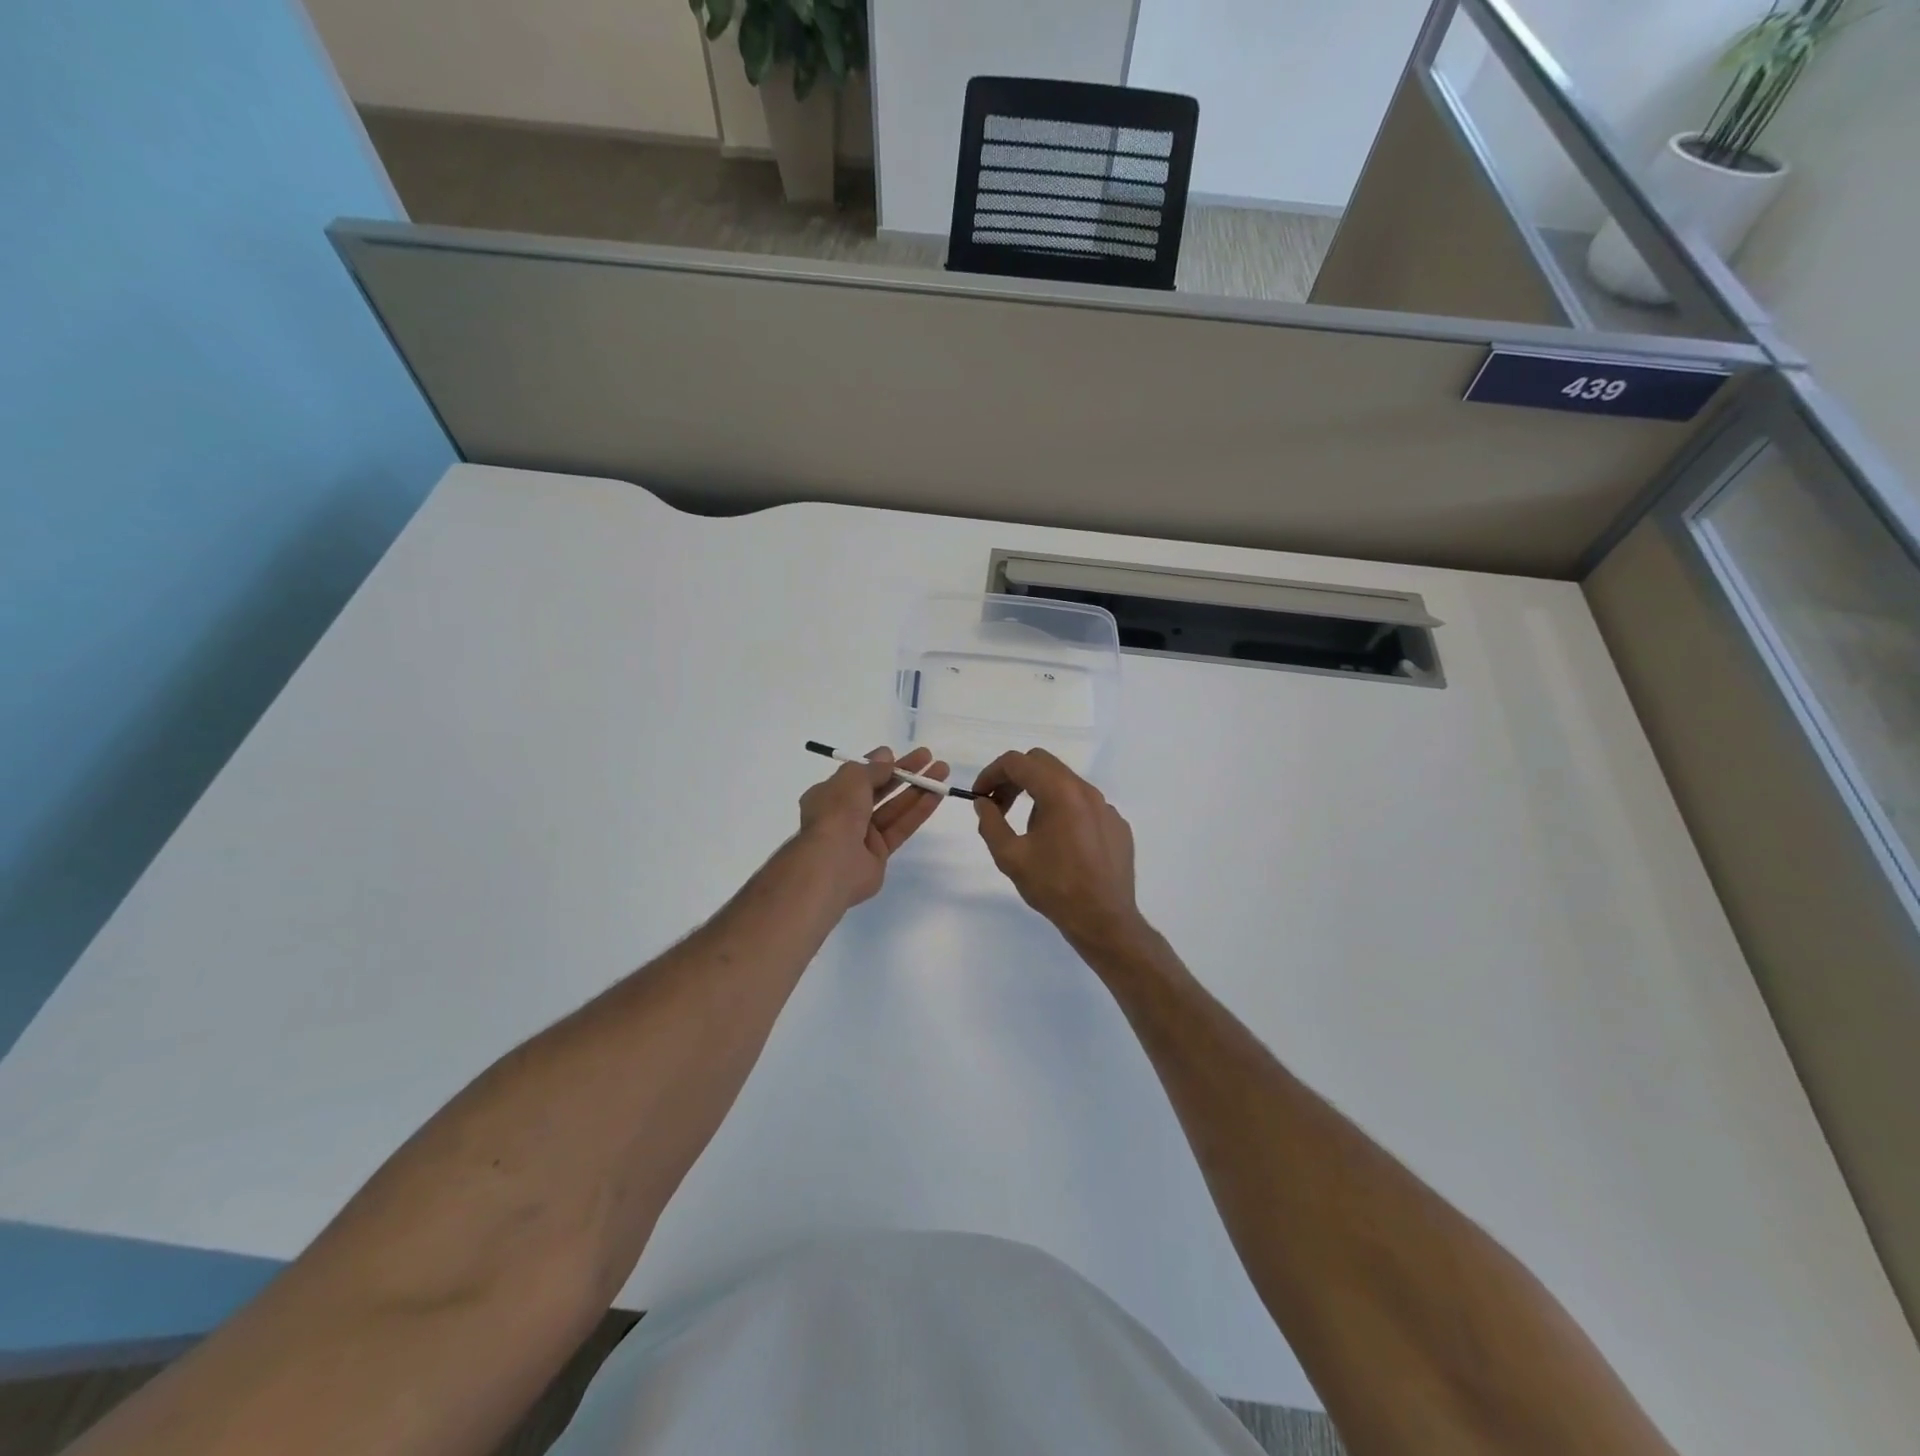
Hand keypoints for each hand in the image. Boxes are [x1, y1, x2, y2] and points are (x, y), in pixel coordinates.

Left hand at [797, 746, 949, 907]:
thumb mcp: (852, 779)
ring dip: (917, 789)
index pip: (857, 776)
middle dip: (903, 773)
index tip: (898, 754)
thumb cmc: (836, 813)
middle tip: (928, 757)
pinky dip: (918, 811)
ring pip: (893, 808)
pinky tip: (937, 795)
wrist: (833, 864)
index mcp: (829, 795)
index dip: (878, 764)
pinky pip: (901, 827)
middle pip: (879, 789)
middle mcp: (844, 814)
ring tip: (942, 771)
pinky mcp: (879, 854)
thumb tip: (886, 756)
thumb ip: (872, 768)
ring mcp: (862, 835)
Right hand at [972, 749, 1145, 951]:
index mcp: (1059, 792)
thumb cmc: (1054, 887)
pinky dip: (1064, 810)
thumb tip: (983, 803)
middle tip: (999, 806)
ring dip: (1039, 794)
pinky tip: (1060, 843)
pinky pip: (1085, 805)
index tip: (980, 796)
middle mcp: (1086, 790)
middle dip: (1014, 779)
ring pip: (1065, 783)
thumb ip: (990, 823)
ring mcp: (1105, 806)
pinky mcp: (1117, 824)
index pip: (1017, 762)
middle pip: (1042, 764)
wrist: (1104, 919)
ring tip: (1029, 829)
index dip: (991, 773)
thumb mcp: (1010, 856)